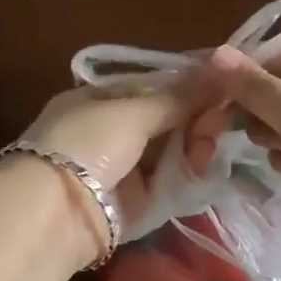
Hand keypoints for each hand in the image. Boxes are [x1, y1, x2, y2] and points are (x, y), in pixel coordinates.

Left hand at [12, 74, 207, 239]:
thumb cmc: (88, 143)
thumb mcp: (132, 111)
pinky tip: (205, 165)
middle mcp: (113, 128)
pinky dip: (189, 172)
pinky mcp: (137, 201)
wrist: (56, 213)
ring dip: (196, 143)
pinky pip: (172, 179)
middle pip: (168, 117)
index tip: (224, 84)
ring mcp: (125, 165)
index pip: (155, 85)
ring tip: (208, 146)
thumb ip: (179, 96)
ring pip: (174, 148)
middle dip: (196, 116)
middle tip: (220, 119)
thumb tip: (222, 68)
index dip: (190, 85)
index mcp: (102, 97)